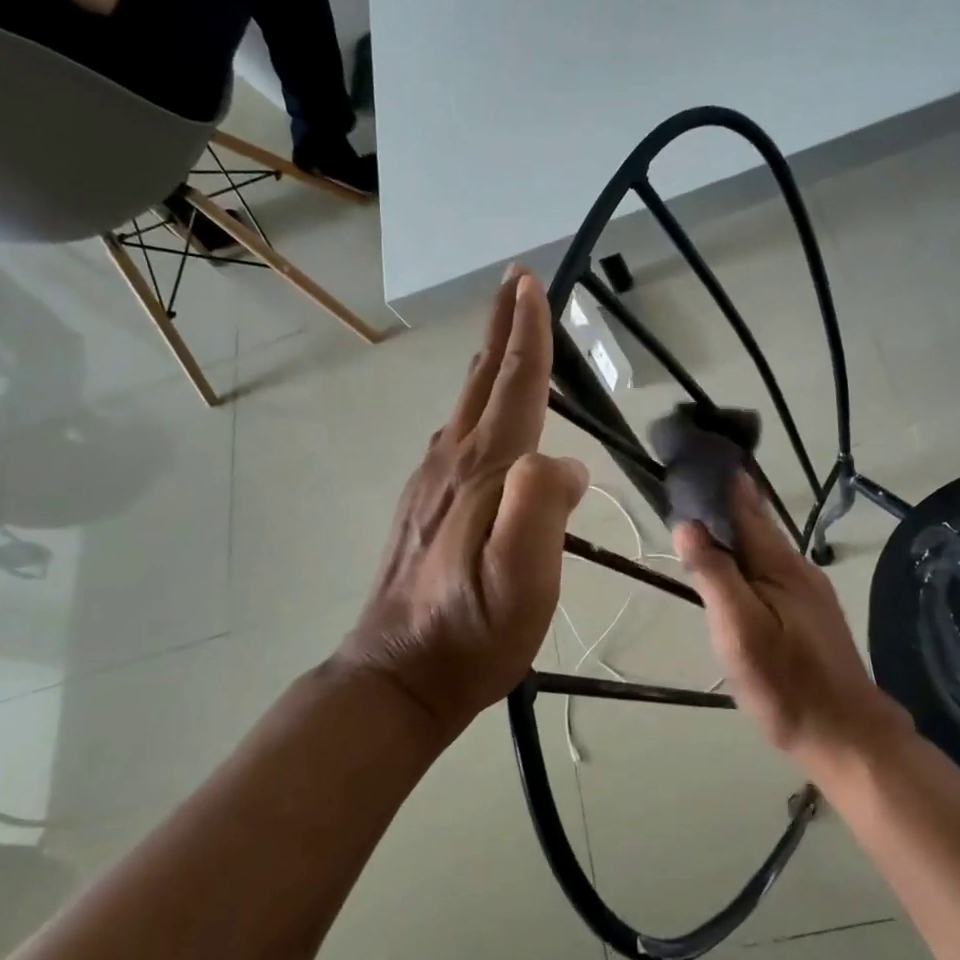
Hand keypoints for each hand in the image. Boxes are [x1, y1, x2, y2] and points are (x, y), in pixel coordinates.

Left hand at [336, 271, 587, 739]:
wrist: (396, 677)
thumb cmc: (470, 635)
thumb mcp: (521, 584)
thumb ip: (540, 512)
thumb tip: (563, 463)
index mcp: (485, 473)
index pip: (514, 388)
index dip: (529, 336)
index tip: (531, 284)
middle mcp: (452, 463)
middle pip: (482, 381)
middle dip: (502, 328)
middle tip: (514, 282)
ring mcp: (430, 483)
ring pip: (465, 405)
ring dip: (488, 362)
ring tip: (504, 336)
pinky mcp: (422, 506)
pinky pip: (453, 436)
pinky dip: (472, 404)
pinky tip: (475, 415)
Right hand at [674, 476, 910, 770]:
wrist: (846, 736)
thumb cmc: (787, 684)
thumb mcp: (740, 630)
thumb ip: (714, 575)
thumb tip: (687, 524)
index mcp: (780, 564)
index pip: (745, 507)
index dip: (719, 483)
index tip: (691, 461)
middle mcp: (798, 569)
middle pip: (756, 525)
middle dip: (724, 505)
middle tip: (687, 490)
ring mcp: (808, 593)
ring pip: (764, 551)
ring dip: (734, 534)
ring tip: (701, 525)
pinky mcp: (809, 616)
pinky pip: (771, 574)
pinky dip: (746, 562)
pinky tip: (734, 573)